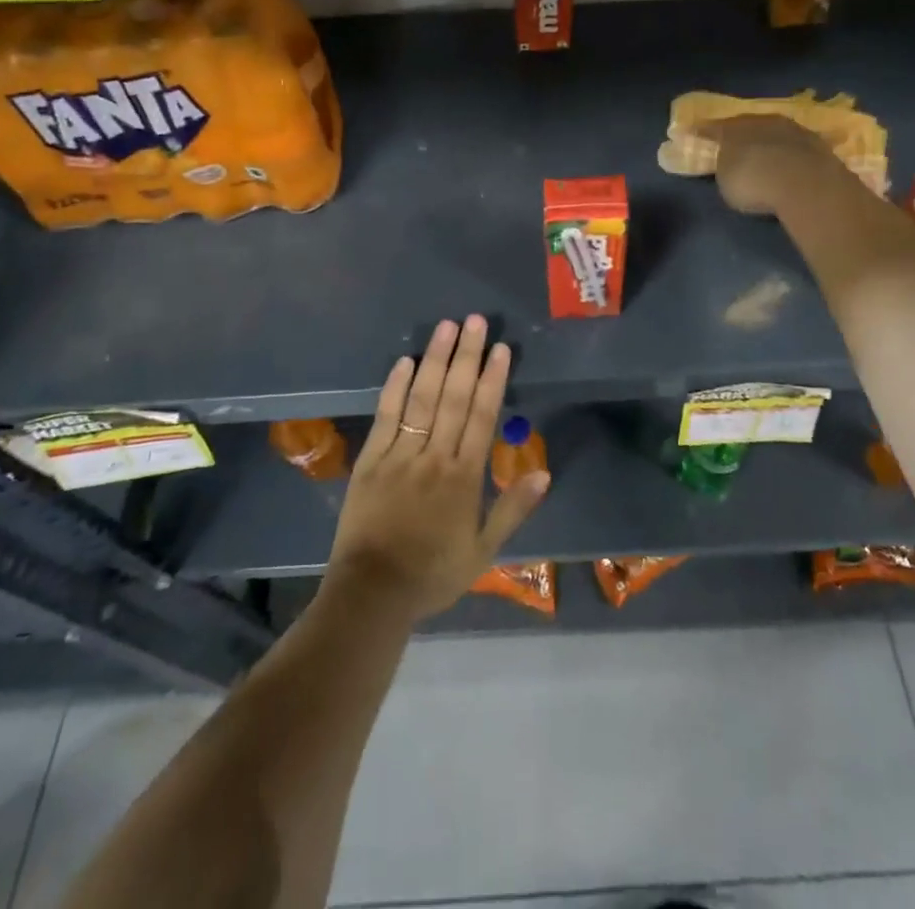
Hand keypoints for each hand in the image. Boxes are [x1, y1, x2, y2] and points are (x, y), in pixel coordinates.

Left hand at [326, 317, 549, 622]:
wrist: (373, 594)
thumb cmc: (433, 573)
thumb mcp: (484, 552)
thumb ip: (513, 509)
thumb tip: (544, 472)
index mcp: (464, 476)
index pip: (482, 416)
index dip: (493, 379)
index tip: (501, 348)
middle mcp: (434, 457)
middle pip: (454, 397)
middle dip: (467, 356)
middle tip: (476, 321)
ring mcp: (400, 455)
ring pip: (421, 398)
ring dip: (435, 361)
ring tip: (446, 328)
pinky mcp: (371, 460)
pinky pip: (386, 416)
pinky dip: (395, 387)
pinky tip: (405, 360)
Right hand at [705, 115, 847, 216]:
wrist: (804, 183)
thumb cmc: (754, 182)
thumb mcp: (727, 181)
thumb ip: (726, 168)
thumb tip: (730, 164)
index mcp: (733, 128)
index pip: (713, 128)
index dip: (703, 132)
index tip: (694, 132)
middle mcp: (762, 121)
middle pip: (747, 124)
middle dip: (741, 134)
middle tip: (734, 143)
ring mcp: (792, 129)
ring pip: (774, 131)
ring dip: (768, 141)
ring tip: (765, 154)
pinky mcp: (816, 142)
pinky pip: (794, 145)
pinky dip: (789, 152)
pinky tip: (789, 162)